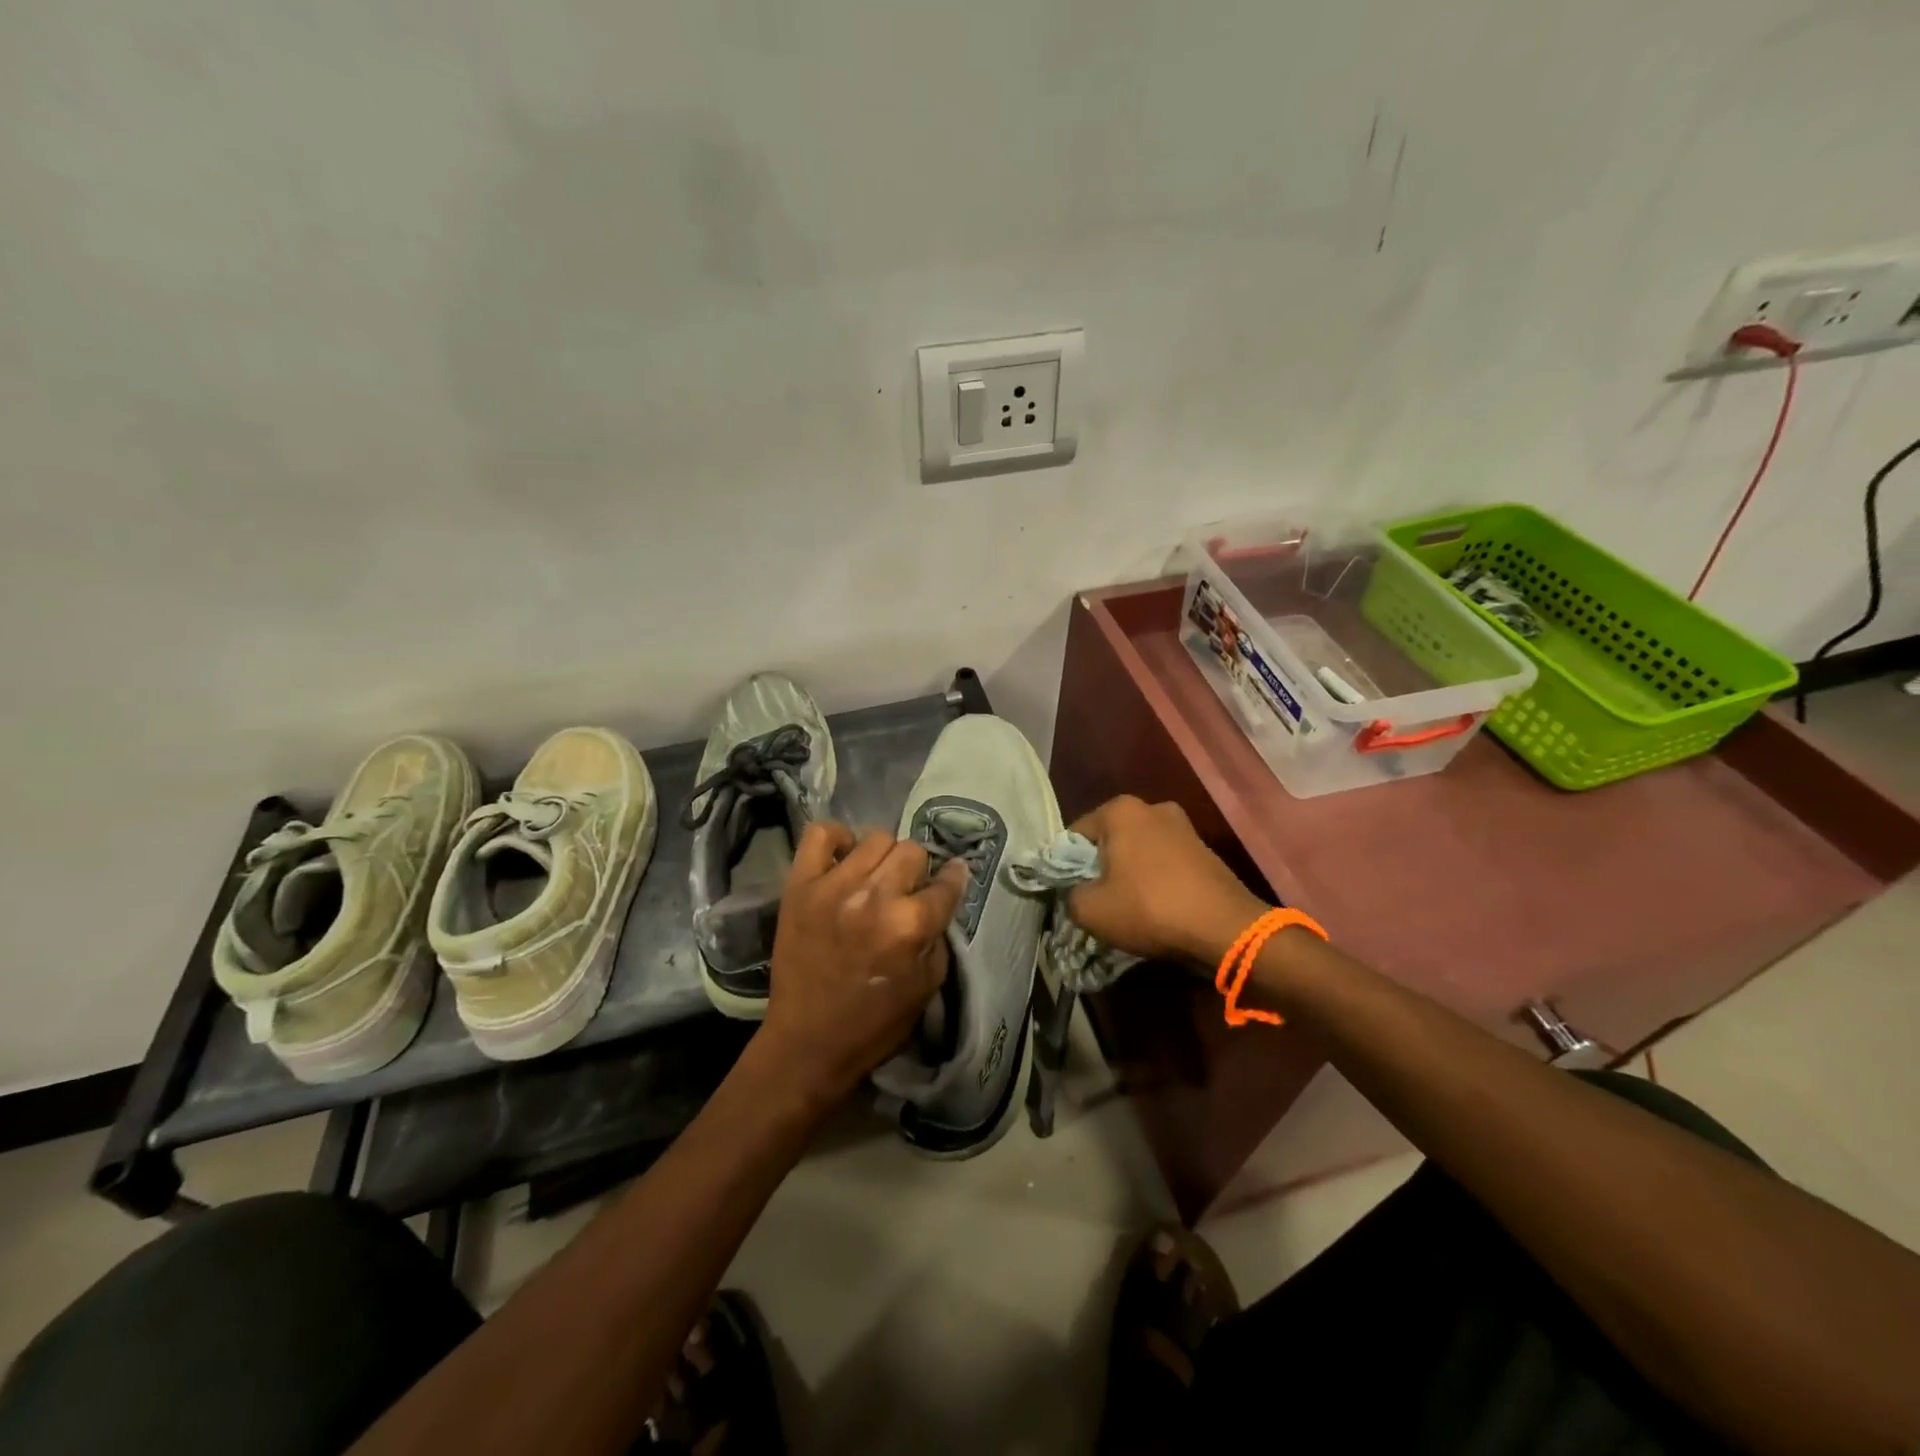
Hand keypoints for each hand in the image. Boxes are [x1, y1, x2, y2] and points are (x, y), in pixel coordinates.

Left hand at [757, 822, 968, 1106]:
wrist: (807, 1042)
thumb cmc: (874, 1023)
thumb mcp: (927, 986)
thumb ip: (938, 935)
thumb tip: (938, 898)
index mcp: (910, 925)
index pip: (947, 883)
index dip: (954, 879)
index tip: (953, 877)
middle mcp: (875, 897)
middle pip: (912, 851)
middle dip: (916, 872)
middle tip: (905, 891)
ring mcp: (833, 886)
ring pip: (875, 838)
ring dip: (883, 857)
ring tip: (874, 878)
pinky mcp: (800, 885)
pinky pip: (820, 834)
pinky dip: (836, 839)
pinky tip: (842, 860)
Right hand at [1066, 796, 1268, 964]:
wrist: (1225, 928)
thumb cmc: (1150, 909)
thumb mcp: (1090, 910)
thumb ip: (1069, 895)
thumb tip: (1075, 892)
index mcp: (1119, 809)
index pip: (1074, 835)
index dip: (1067, 867)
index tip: (1073, 894)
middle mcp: (1151, 807)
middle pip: (1109, 840)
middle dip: (1101, 868)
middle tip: (1099, 902)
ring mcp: (1183, 825)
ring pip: (1138, 851)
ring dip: (1130, 874)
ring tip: (1130, 908)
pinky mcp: (1204, 848)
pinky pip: (1164, 862)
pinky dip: (1156, 880)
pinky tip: (1158, 907)